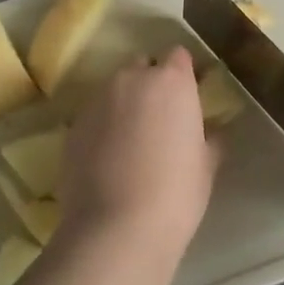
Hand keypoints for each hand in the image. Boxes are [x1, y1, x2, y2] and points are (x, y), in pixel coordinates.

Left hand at [57, 48, 219, 263]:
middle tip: (160, 118)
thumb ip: (209, 138)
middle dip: (150, 83)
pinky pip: (94, 115)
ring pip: (114, 90)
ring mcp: (97, 100)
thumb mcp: (206, 166)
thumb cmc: (175, 194)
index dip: (183, 73)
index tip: (188, 96)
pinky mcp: (73, 126)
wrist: (116, 229)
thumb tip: (210, 132)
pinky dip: (102, 126)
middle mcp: (131, 79)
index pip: (178, 56)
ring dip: (124, 103)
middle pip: (142, 66)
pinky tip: (108, 158)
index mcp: (171, 81)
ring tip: (131, 140)